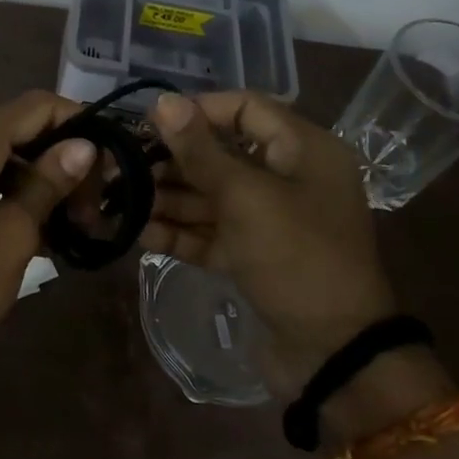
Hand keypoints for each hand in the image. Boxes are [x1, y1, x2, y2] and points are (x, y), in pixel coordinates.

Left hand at [0, 90, 95, 389]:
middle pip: (20, 132)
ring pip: (2, 163)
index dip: (79, 122)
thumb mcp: (10, 237)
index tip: (111, 160)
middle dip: (63, 162)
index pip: (36, 106)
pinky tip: (44, 239)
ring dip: (41, 187)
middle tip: (95, 209)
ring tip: (78, 228)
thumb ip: (48, 184)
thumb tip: (83, 144)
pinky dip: (13, 203)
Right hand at [142, 91, 395, 394]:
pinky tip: (140, 233)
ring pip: (212, 195)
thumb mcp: (245, 197)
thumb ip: (200, 150)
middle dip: (173, 160)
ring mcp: (270, 221)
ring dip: (169, 197)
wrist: (335, 357)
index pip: (245, 108)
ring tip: (123, 200)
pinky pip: (212, 233)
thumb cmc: (296, 257)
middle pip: (222, 154)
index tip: (150, 122)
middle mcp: (288, 179)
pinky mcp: (254, 257)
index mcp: (304, 151)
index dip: (198, 110)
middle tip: (124, 165)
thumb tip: (163, 101)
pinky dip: (180, 232)